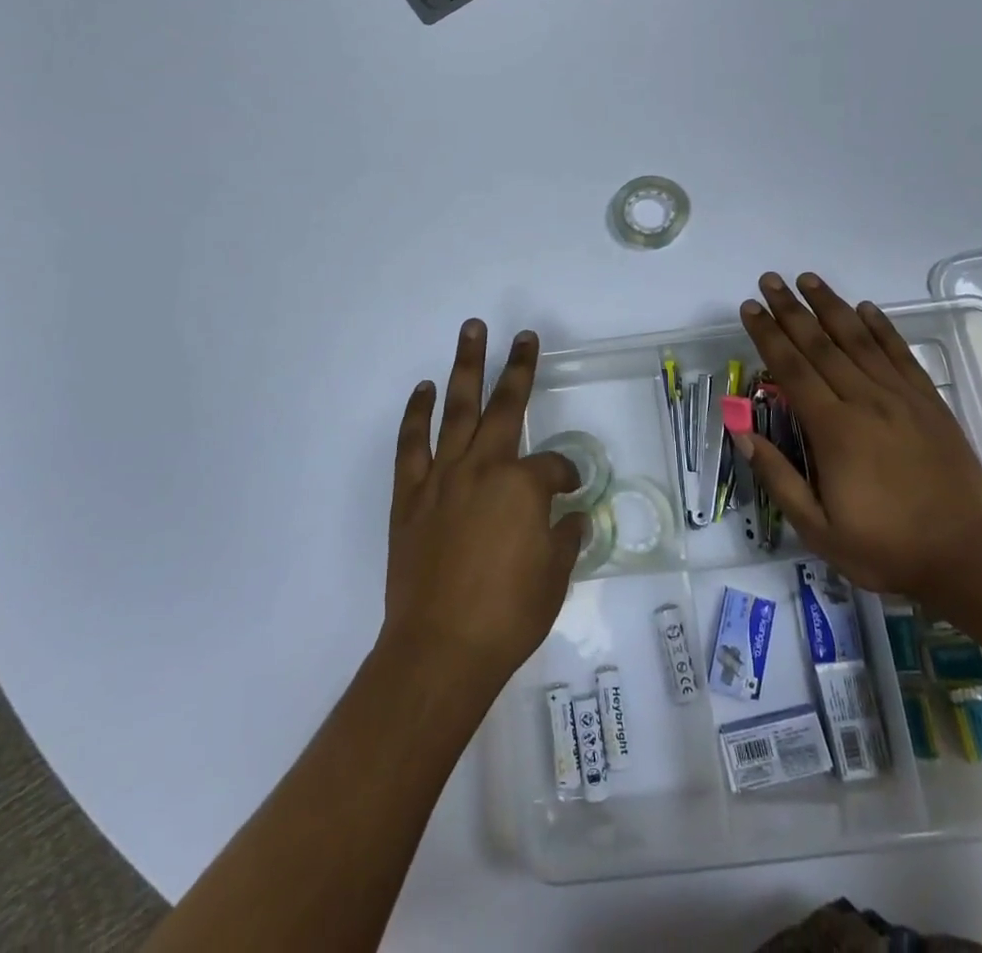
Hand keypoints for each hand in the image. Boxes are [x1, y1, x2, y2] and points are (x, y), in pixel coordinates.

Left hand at [382, 320, 584, 690]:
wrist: (440, 650)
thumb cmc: (508, 615)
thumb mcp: (555, 576)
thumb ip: (566, 537)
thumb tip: (571, 516)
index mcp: (523, 486)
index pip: (555, 466)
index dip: (567, 475)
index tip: (571, 490)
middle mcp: (484, 468)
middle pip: (506, 406)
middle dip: (518, 367)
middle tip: (524, 336)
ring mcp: (443, 477)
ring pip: (456, 409)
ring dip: (465, 367)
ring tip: (471, 331)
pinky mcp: (410, 495)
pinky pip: (411, 444)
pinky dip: (416, 413)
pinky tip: (423, 389)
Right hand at [737, 272, 981, 597]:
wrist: (968, 559)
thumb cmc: (885, 548)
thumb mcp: (817, 529)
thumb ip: (778, 476)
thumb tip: (741, 430)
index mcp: (834, 430)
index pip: (791, 368)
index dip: (767, 334)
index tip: (750, 308)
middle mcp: (865, 401)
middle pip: (820, 344)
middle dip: (790, 310)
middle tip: (769, 280)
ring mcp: (902, 398)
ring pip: (859, 340)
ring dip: (830, 306)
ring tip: (808, 279)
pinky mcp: (930, 403)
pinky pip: (901, 355)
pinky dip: (881, 327)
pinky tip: (866, 308)